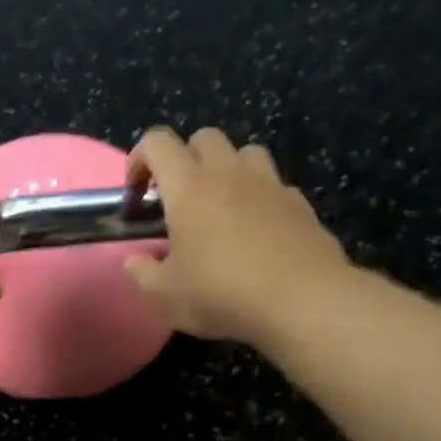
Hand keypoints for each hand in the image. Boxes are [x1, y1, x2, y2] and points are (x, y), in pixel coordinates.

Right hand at [123, 127, 352, 344]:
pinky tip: (258, 230)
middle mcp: (228, 174)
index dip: (140, 158)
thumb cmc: (222, 293)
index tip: (137, 192)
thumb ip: (142, 273)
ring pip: (246, 153)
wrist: (304, 303)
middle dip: (186, 158)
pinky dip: (261, 198)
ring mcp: (270, 185)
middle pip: (205, 137)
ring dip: (228, 169)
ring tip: (222, 206)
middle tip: (180, 198)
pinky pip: (276, 185)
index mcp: (188, 187)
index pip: (157, 142)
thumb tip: (136, 261)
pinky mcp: (301, 205)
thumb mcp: (164, 295)